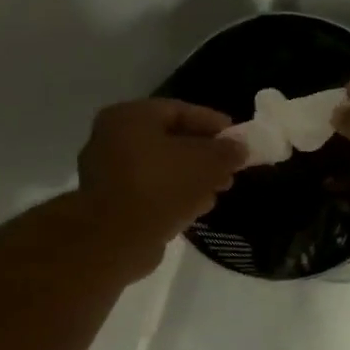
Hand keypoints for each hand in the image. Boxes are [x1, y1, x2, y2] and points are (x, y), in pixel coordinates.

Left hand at [76, 99, 244, 275]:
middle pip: (170, 140)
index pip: (179, 110)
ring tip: (219, 190)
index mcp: (130, 117)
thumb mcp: (206, 163)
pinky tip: (197, 207)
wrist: (116, 239)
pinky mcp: (112, 203)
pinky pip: (151, 191)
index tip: (237, 138)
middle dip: (205, 155)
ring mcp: (108, 173)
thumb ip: (227, 151)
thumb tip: (240, 148)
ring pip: (162, 168)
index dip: (213, 123)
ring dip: (192, 178)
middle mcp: (113, 139)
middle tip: (230, 168)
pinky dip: (175, 195)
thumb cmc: (161, 187)